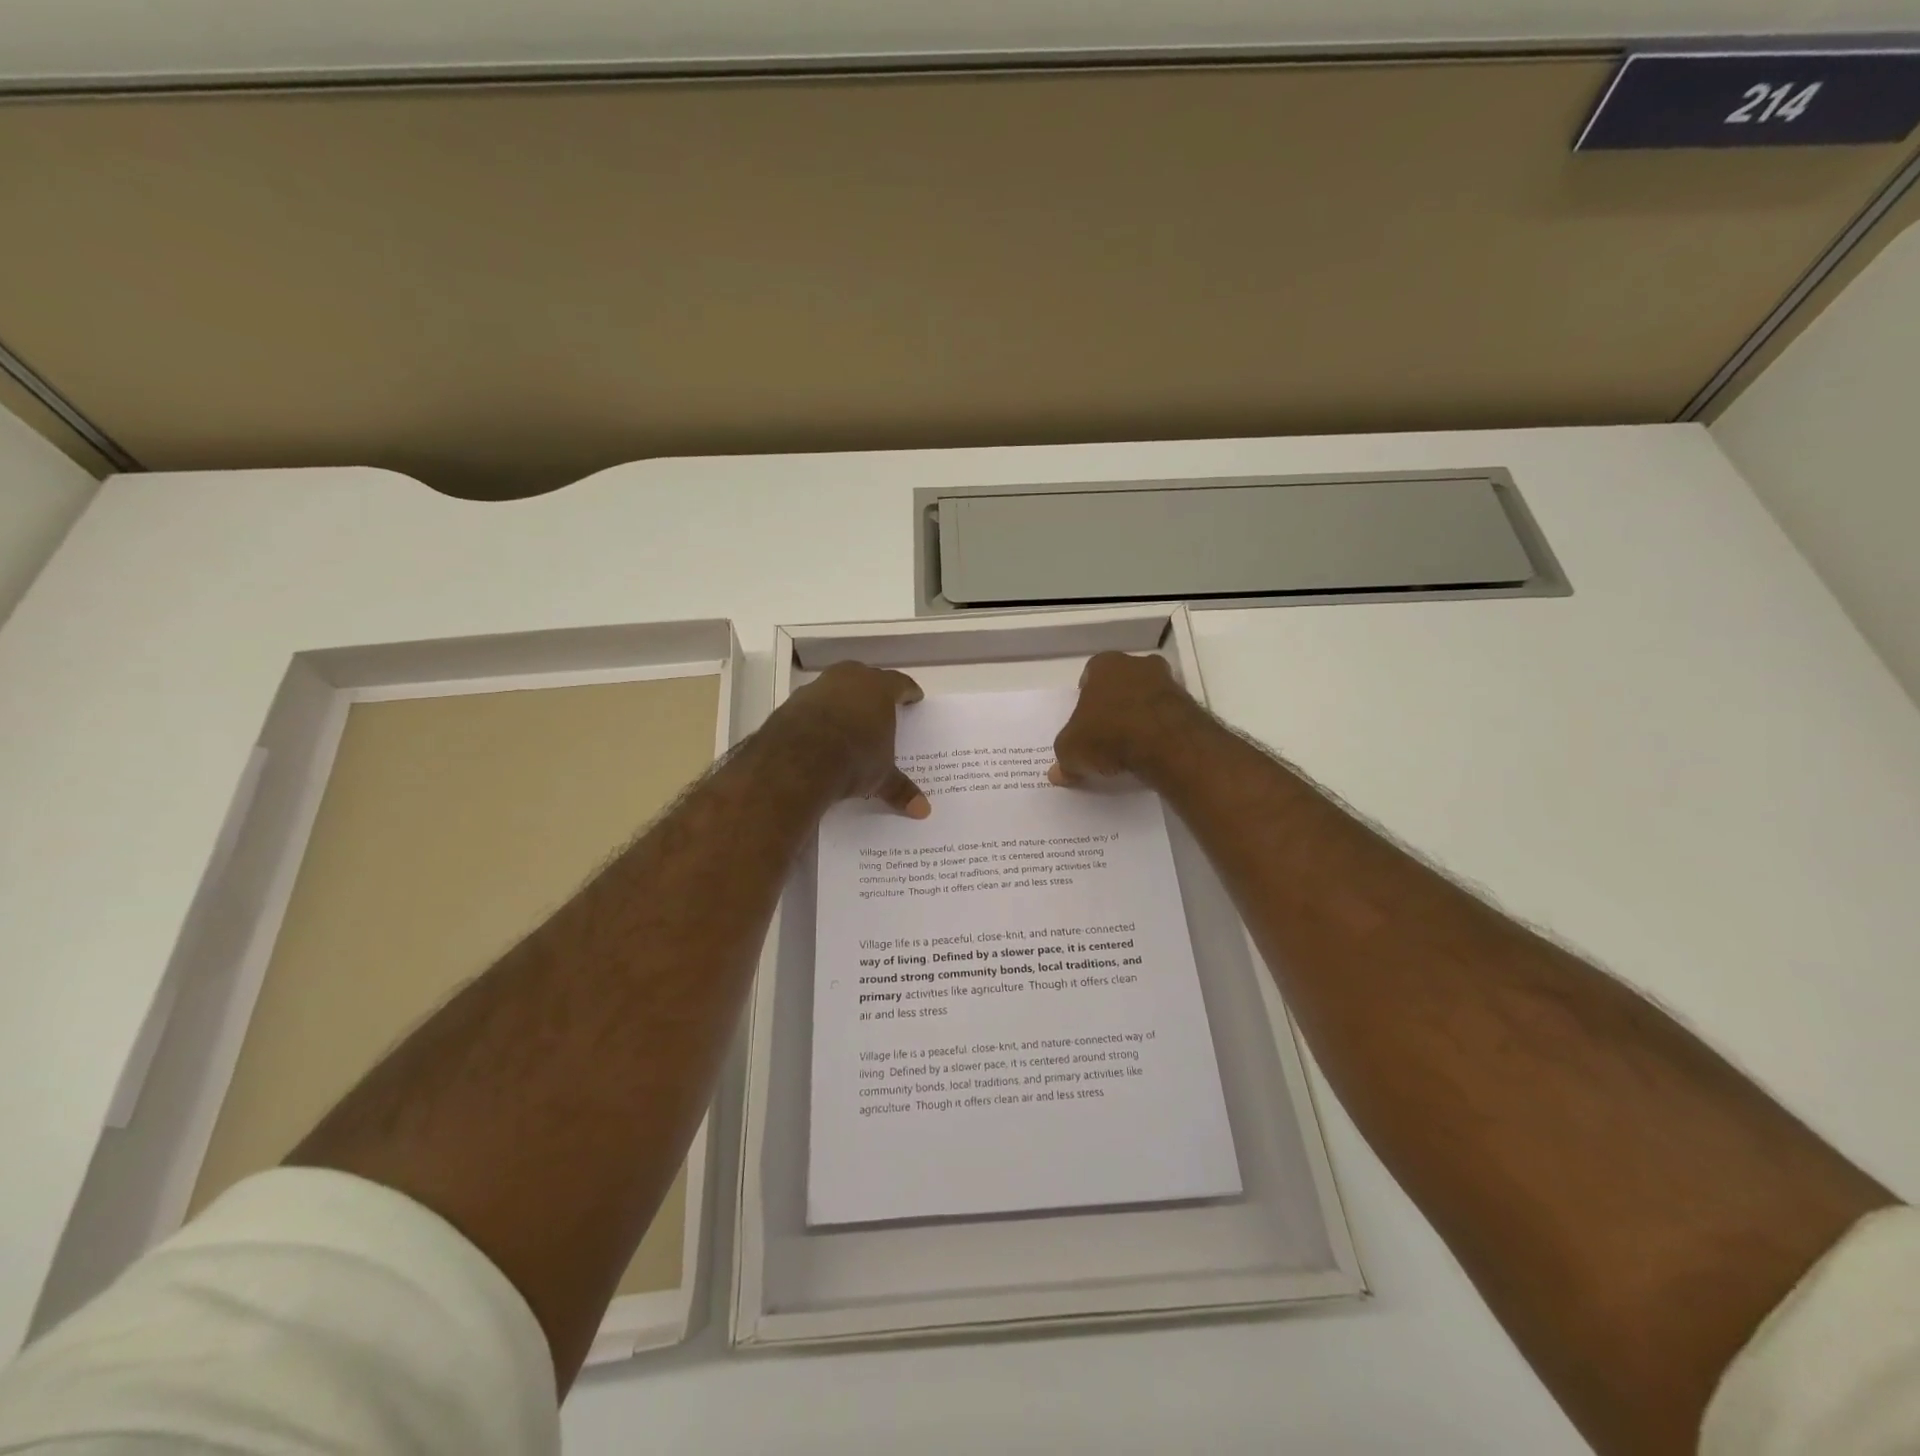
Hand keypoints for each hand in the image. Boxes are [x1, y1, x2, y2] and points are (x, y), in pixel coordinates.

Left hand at [771, 661, 930, 817]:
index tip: (914, 698)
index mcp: (879, 688)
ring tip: (848, 721)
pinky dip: (818, 714)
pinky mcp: (791, 702)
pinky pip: (812, 704)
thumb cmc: (853, 759)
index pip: (900, 683)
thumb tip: (924, 812)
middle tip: (880, 707)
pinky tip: (819, 732)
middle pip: (866, 678)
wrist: (796, 762)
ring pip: (836, 687)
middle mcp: (849, 678)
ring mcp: (817, 687)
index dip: (908, 692)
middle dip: (873, 691)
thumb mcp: (881, 777)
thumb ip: (900, 789)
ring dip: (843, 700)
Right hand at [1049, 652, 1207, 787]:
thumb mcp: (1072, 751)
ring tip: (1130, 748)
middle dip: (1114, 705)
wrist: (1165, 743)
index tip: (1084, 722)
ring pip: (1146, 698)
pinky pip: (1166, 716)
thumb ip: (1064, 758)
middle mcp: (1137, 665)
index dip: (1085, 699)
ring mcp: (1167, 682)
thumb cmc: (1108, 734)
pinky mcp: (1189, 705)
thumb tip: (1058, 773)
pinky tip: (1151, 752)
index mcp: (1104, 665)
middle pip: (1121, 684)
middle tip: (1106, 734)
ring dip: (1139, 717)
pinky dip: (1159, 731)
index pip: (1090, 676)